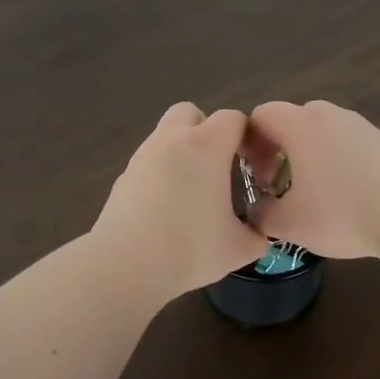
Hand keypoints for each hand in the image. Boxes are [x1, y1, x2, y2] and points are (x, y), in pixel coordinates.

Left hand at [91, 104, 269, 300]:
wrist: (126, 266)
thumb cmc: (190, 250)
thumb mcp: (239, 249)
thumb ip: (257, 236)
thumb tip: (258, 235)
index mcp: (206, 146)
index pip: (233, 119)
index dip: (246, 136)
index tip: (252, 163)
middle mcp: (172, 140)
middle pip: (190, 112)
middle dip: (206, 130)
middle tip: (216, 166)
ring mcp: (142, 156)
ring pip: (164, 136)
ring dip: (180, 152)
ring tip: (190, 193)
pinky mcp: (122, 178)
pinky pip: (147, 163)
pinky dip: (159, 175)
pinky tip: (164, 209)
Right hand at [245, 101, 379, 260]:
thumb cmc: (340, 213)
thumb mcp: (289, 224)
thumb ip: (263, 215)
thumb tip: (257, 212)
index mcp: (299, 125)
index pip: (261, 115)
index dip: (247, 142)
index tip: (251, 175)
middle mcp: (328, 115)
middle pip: (291, 122)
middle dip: (277, 151)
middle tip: (277, 186)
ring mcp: (359, 125)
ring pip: (320, 133)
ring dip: (307, 157)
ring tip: (311, 194)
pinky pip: (345, 144)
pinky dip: (334, 162)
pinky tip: (343, 196)